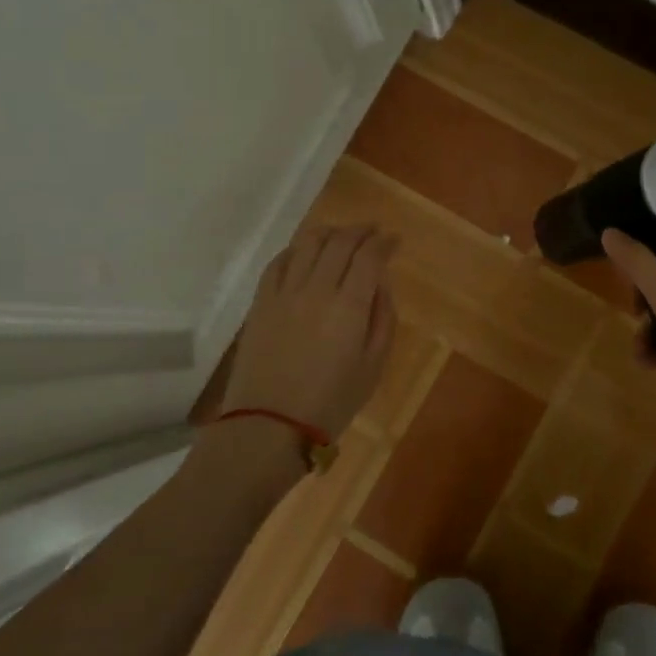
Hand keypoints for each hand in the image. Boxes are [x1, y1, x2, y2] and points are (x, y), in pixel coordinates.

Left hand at [218, 224, 397, 440]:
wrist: (269, 425)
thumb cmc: (331, 402)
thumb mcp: (373, 366)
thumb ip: (382, 319)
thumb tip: (381, 284)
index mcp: (349, 306)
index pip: (369, 256)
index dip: (384, 242)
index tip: (394, 240)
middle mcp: (317, 288)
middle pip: (340, 242)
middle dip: (361, 231)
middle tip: (372, 232)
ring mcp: (284, 292)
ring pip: (308, 243)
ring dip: (329, 232)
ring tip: (341, 236)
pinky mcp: (260, 302)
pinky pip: (278, 261)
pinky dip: (296, 249)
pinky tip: (304, 253)